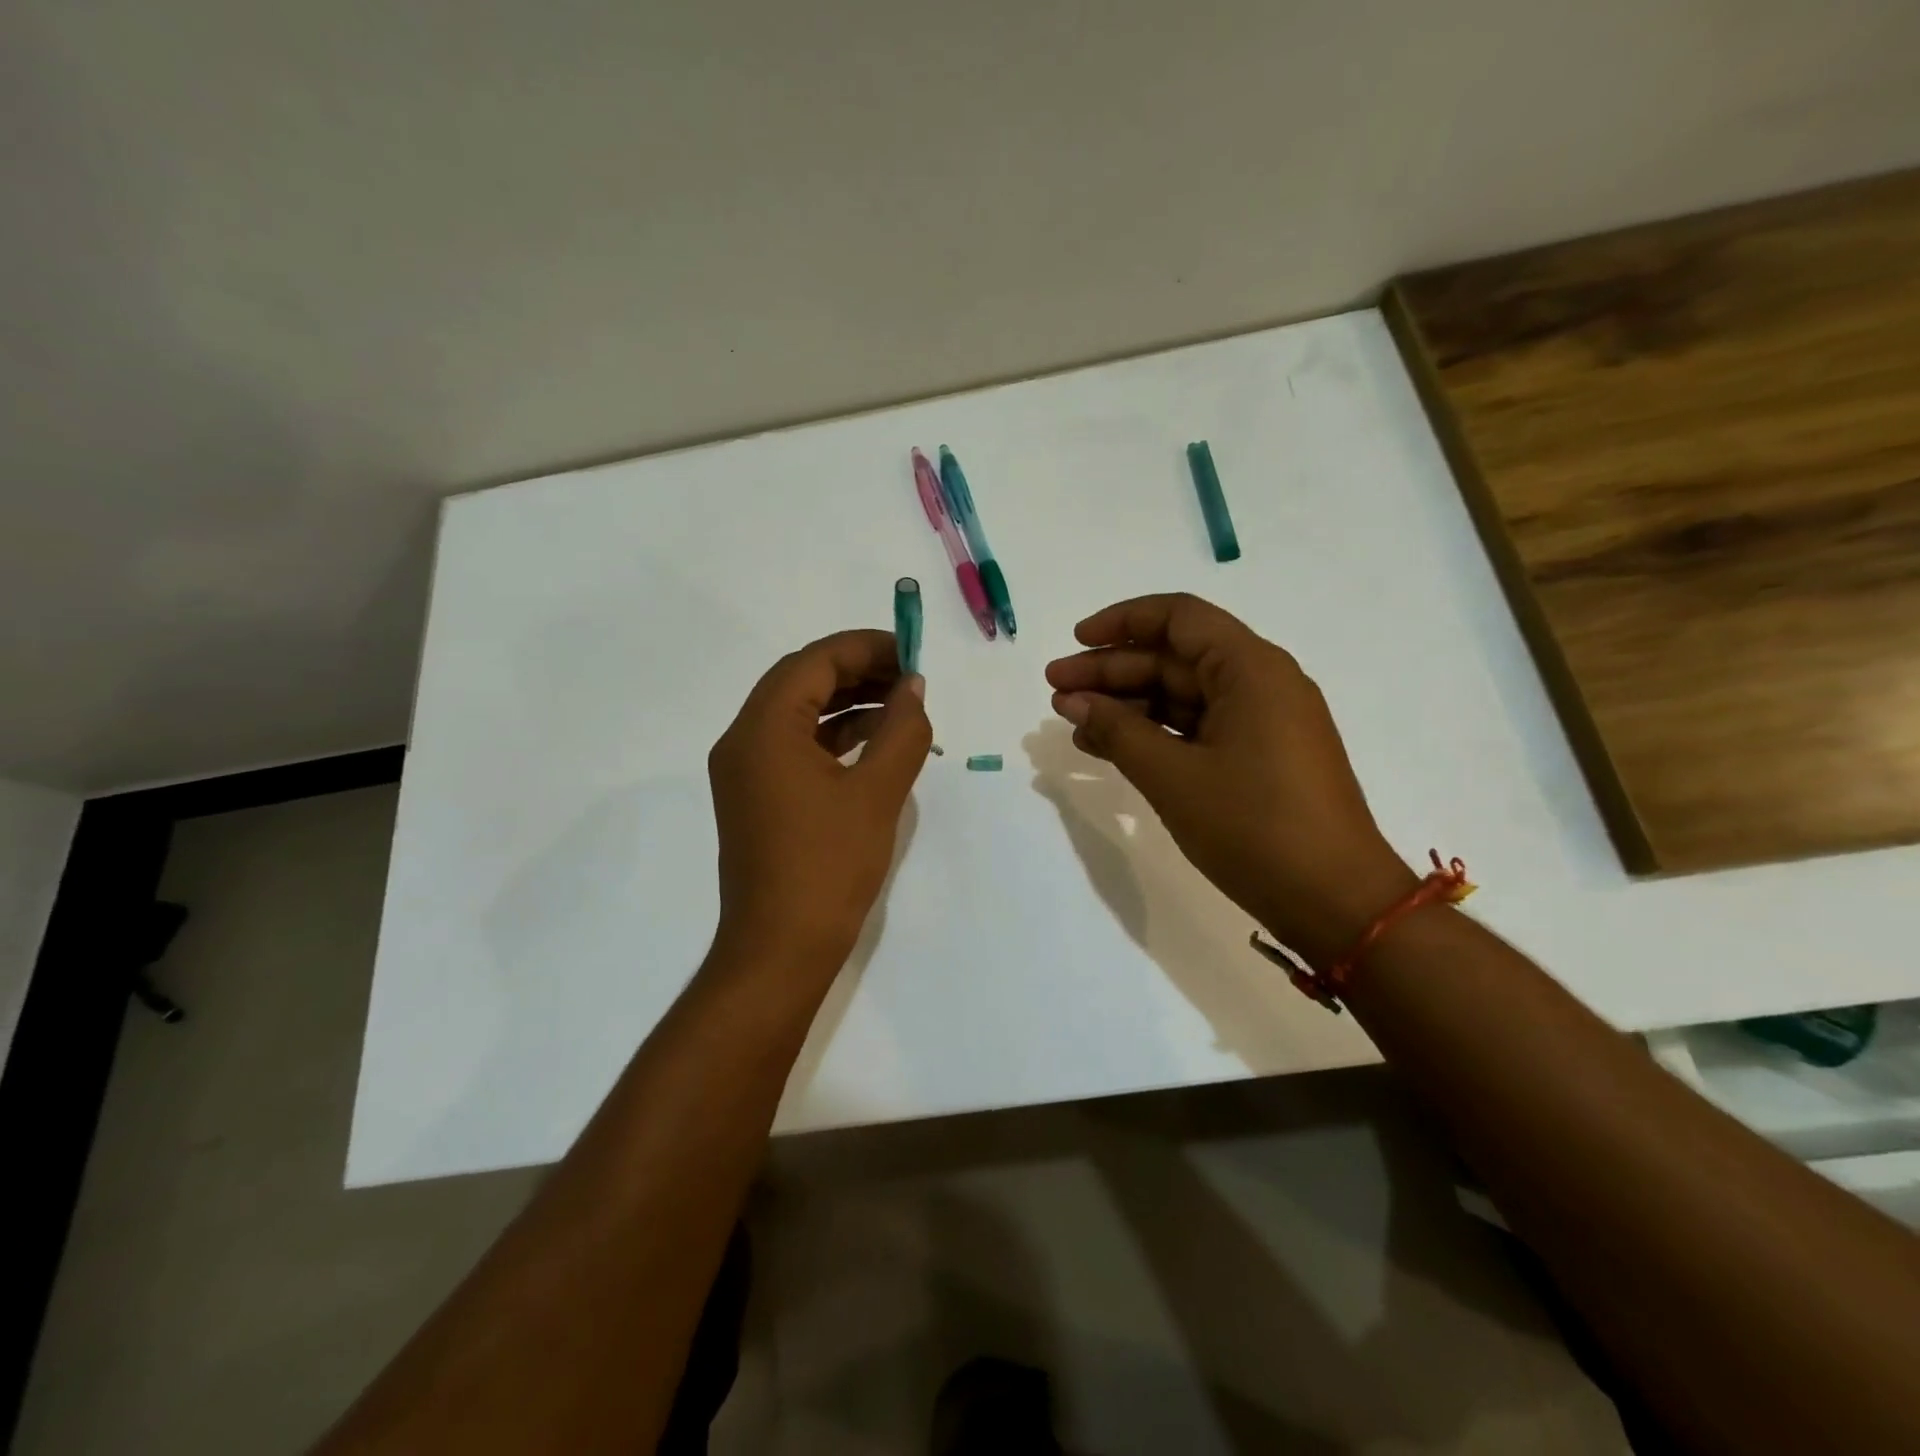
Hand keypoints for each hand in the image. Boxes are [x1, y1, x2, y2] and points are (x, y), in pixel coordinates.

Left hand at [708, 630, 930, 973]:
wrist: (781, 949)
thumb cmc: (829, 866)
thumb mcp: (877, 792)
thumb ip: (901, 729)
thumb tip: (913, 687)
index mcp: (763, 729)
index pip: (814, 662)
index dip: (866, 648)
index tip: (912, 652)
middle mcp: (743, 740)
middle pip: (801, 681)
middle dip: (858, 671)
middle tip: (909, 677)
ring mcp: (745, 771)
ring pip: (798, 713)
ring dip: (847, 702)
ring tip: (900, 705)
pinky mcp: (756, 797)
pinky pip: (795, 746)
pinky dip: (834, 736)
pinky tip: (874, 743)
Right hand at [1046, 593, 1414, 965]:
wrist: (1335, 901)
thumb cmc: (1254, 827)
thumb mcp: (1174, 776)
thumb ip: (1118, 731)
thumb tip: (1072, 701)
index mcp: (1251, 669)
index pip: (1179, 618)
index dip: (1121, 622)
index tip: (1075, 643)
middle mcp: (1260, 684)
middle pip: (1174, 658)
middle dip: (1111, 672)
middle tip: (1054, 691)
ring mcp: (1261, 723)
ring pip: (1182, 697)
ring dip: (1127, 706)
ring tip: (1071, 722)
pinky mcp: (1258, 758)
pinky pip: (1196, 729)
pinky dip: (1153, 735)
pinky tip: (1108, 748)